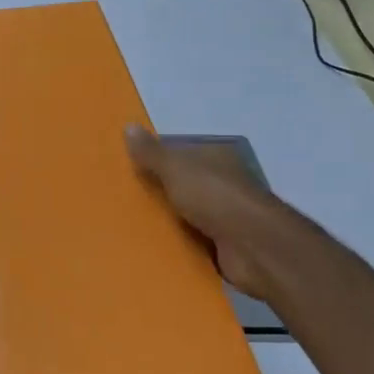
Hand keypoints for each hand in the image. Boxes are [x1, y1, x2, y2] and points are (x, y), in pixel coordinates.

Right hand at [126, 126, 290, 299]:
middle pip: (181, 184)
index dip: (154, 159)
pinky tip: (150, 248)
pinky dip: (176, 244)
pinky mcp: (223, 246)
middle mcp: (222, 183)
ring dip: (165, 220)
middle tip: (119, 199)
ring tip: (128, 225)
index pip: (179, 154)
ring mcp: (225, 216)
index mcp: (215, 158)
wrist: (254, 247)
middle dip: (156, 191)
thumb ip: (152, 152)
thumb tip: (128, 126)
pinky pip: (191, 241)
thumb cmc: (215, 198)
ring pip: (185, 214)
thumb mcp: (176, 168)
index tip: (126, 169)